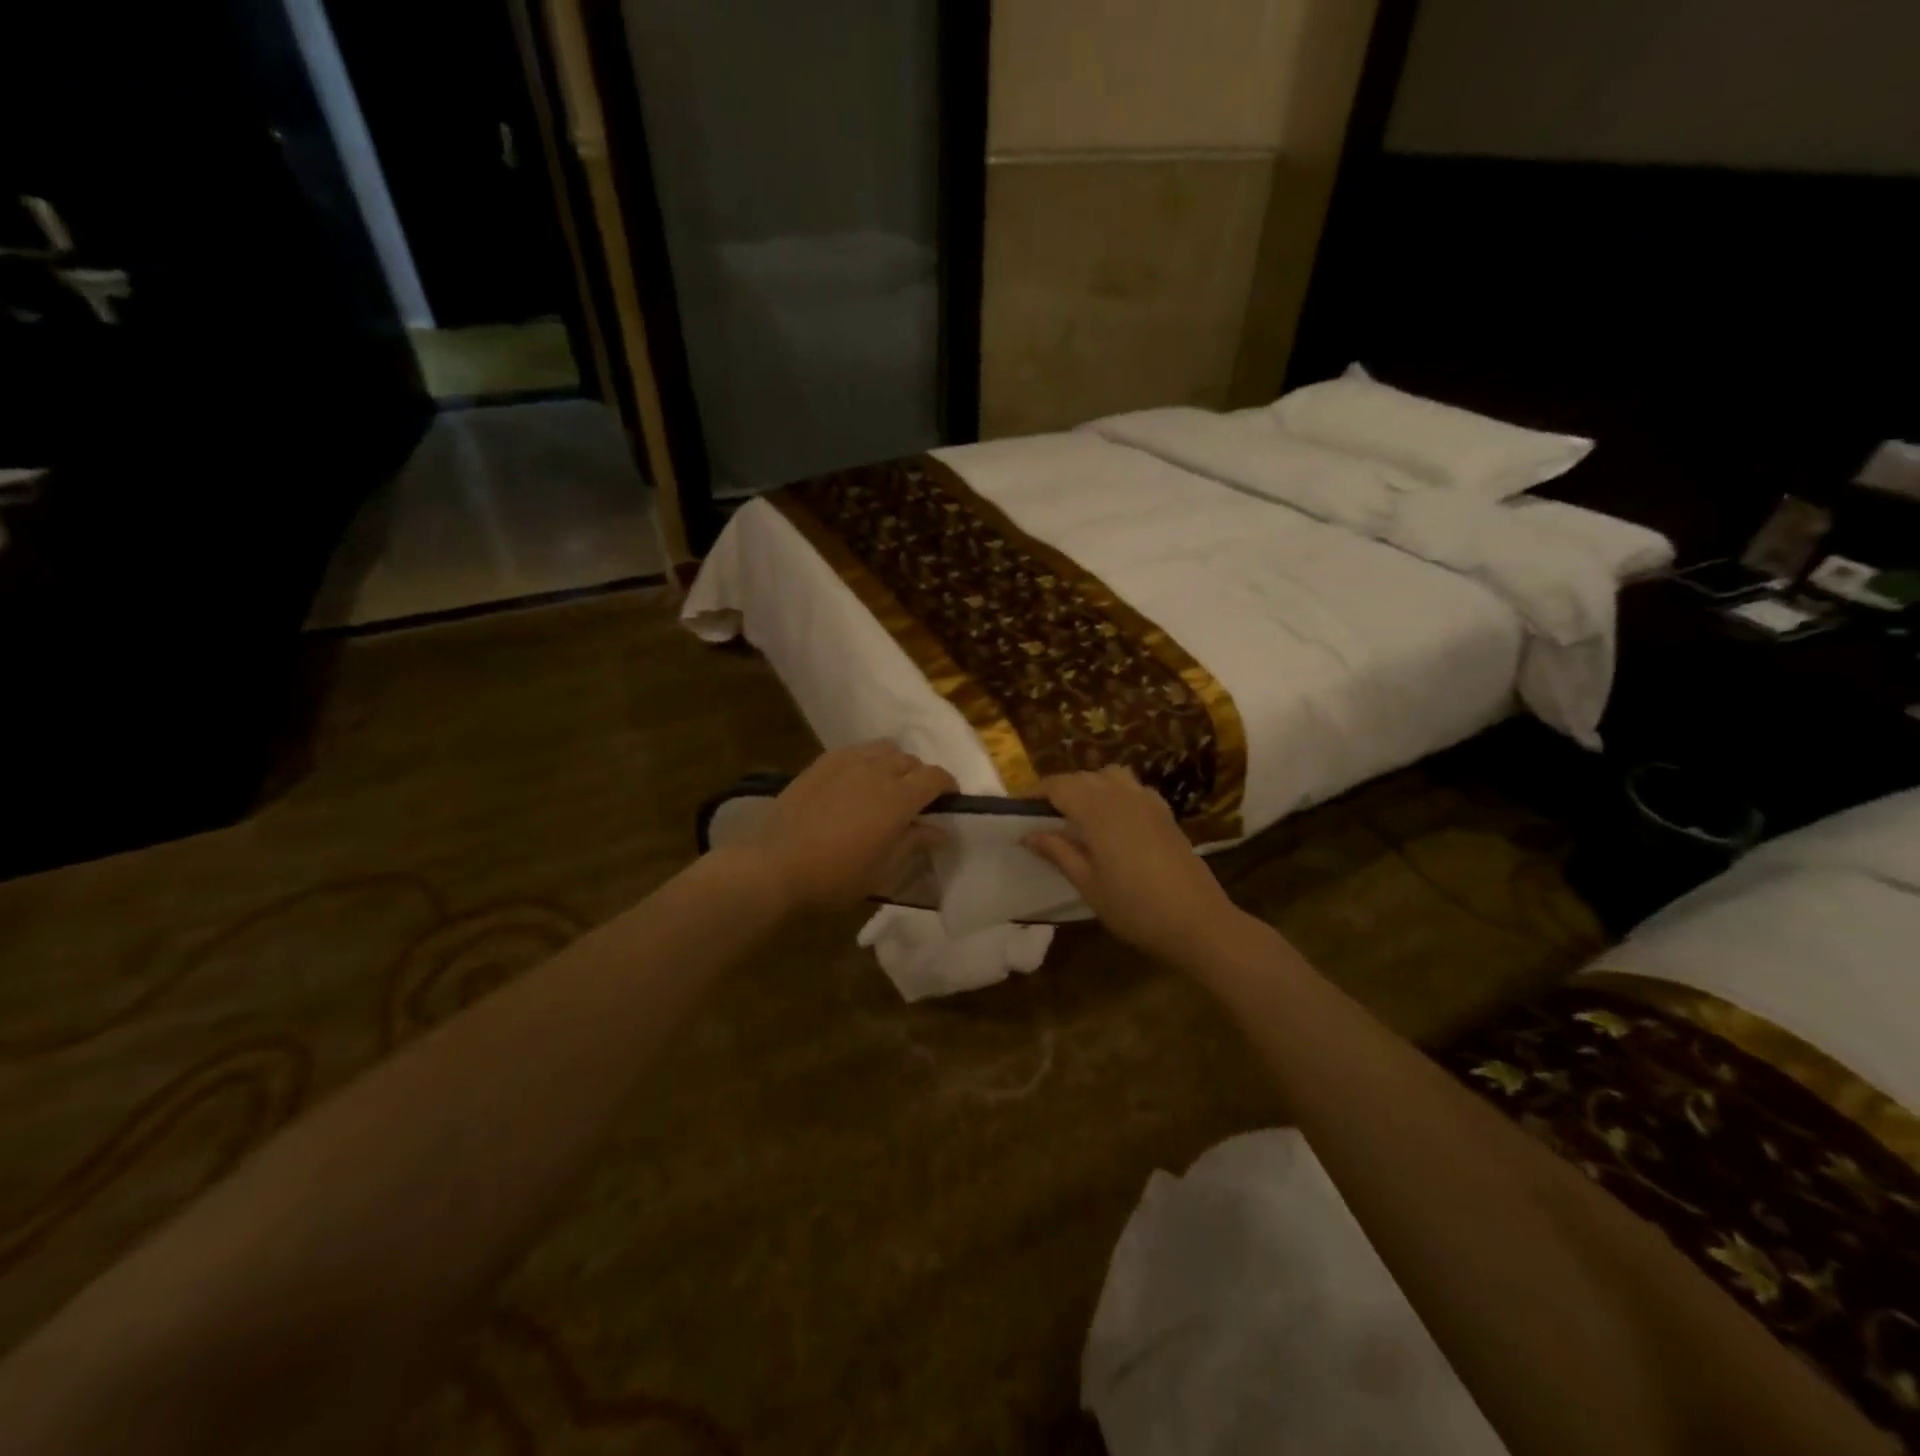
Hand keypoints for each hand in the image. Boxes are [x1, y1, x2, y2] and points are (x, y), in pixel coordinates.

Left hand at [731, 742, 955, 912]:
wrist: (772, 865)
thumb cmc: (834, 876)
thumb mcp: (882, 870)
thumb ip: (913, 843)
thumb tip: (940, 830)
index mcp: (898, 798)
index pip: (936, 777)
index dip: (948, 787)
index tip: (948, 802)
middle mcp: (877, 771)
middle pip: (911, 761)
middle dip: (920, 778)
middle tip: (914, 803)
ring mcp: (847, 762)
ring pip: (884, 749)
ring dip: (894, 764)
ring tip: (885, 786)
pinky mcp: (822, 763)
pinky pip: (856, 750)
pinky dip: (867, 760)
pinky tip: (856, 781)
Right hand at [1023, 766, 1240, 965]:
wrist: (1197, 921)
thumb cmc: (1133, 906)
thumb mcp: (1087, 883)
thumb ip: (1057, 851)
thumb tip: (1027, 834)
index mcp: (1096, 809)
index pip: (1058, 785)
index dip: (1034, 793)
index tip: (1017, 809)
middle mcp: (1121, 794)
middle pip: (1082, 777)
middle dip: (1059, 790)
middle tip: (1041, 816)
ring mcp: (1147, 801)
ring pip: (1110, 777)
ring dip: (1090, 786)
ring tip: (1078, 814)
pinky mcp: (1165, 813)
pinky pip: (1133, 789)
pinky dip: (1116, 794)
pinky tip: (1114, 821)